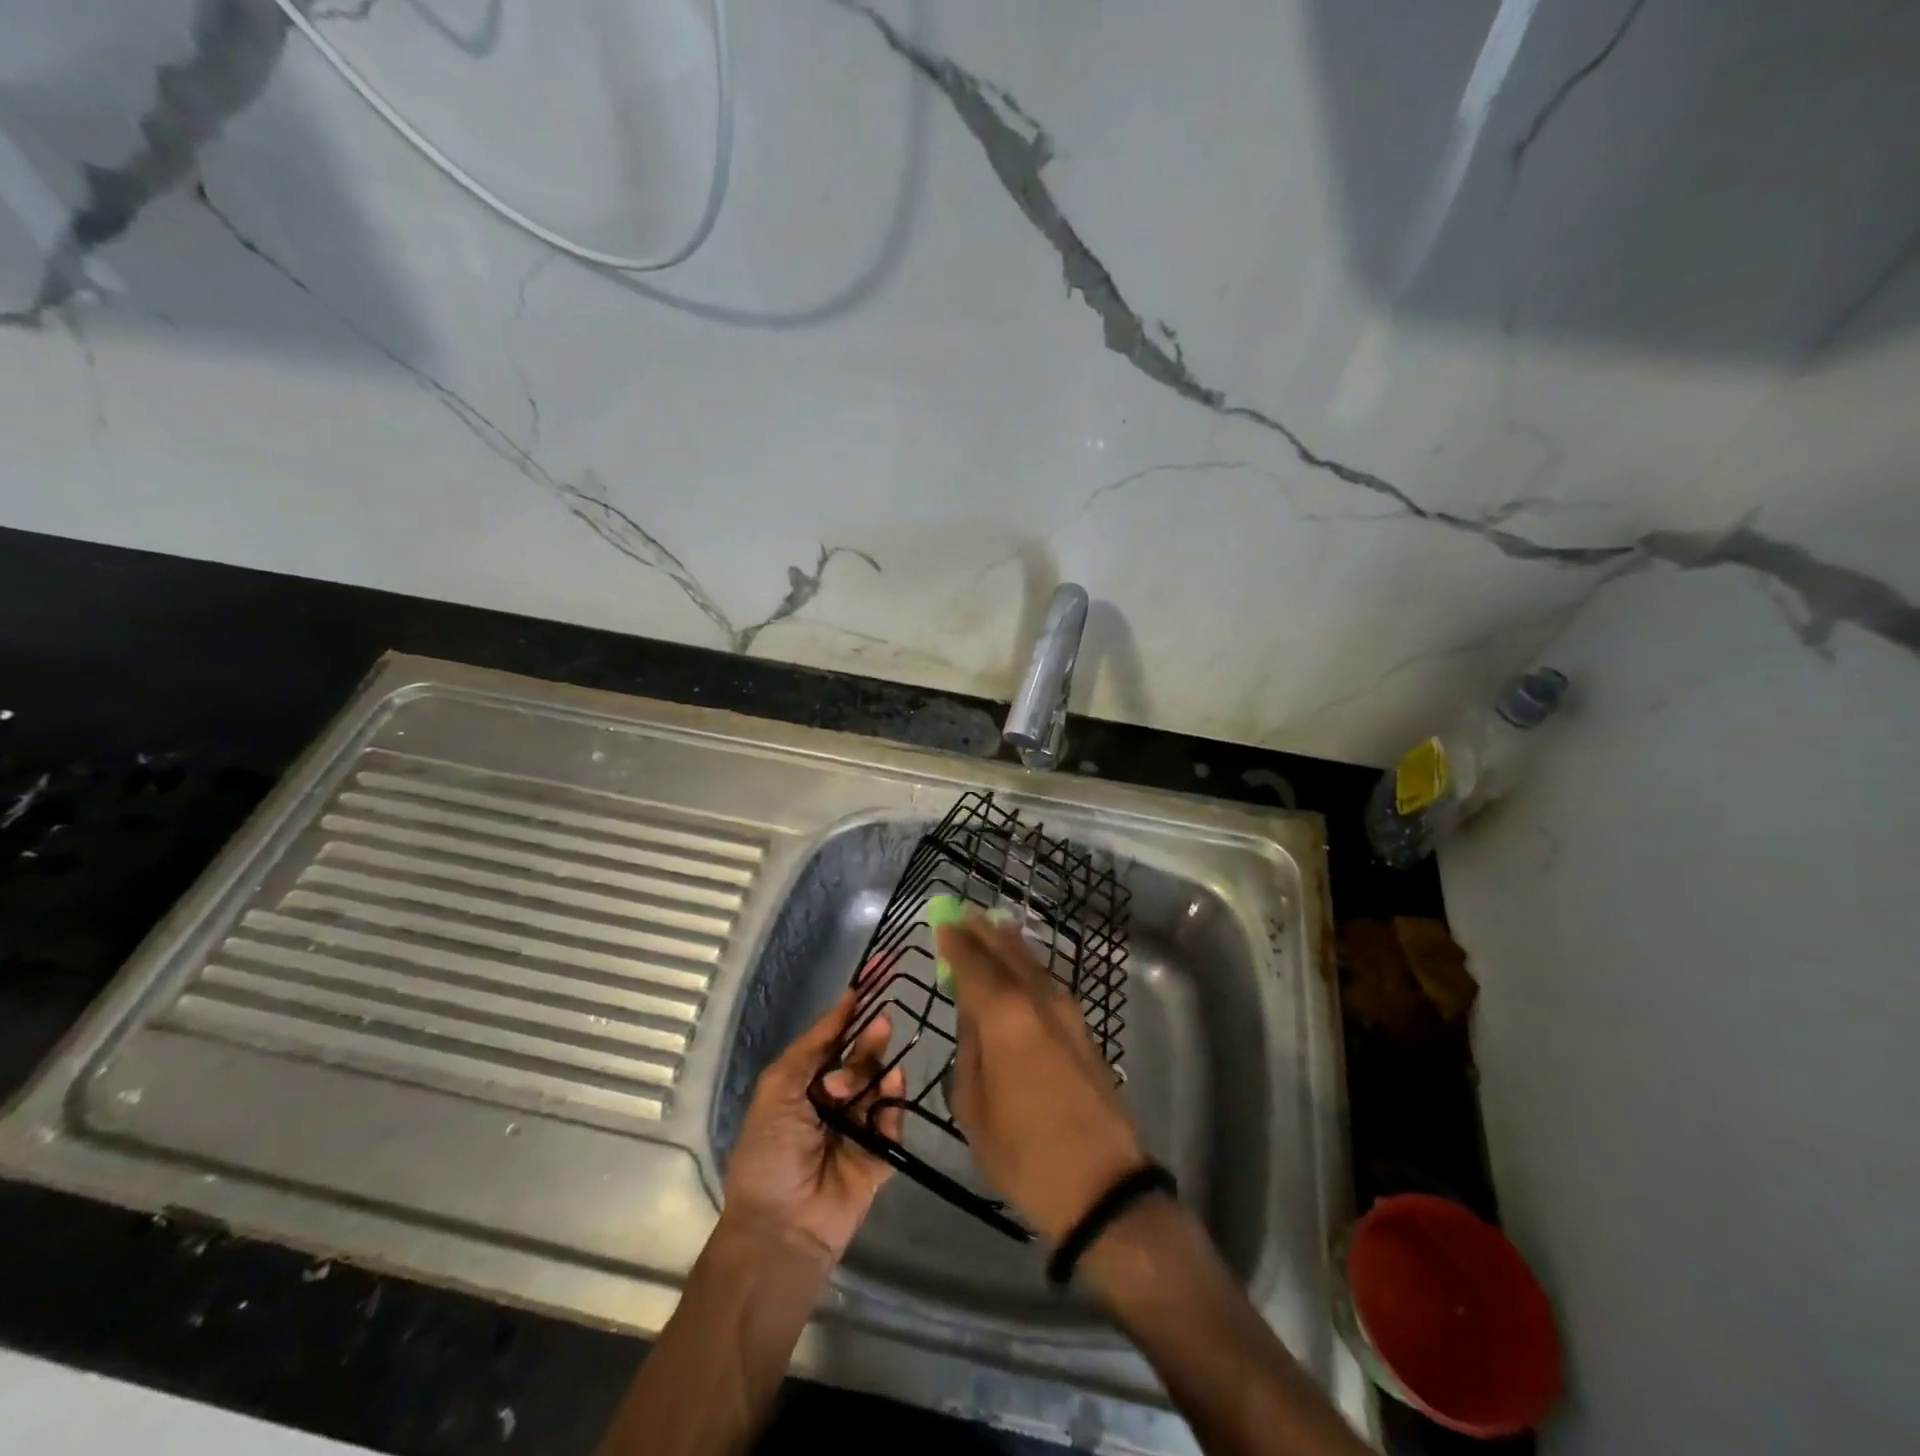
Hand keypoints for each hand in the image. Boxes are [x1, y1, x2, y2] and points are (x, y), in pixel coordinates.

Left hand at [723, 991, 904, 1260]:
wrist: (782, 1228)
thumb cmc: (771, 1151)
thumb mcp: (779, 1087)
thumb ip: (814, 1044)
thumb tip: (846, 1000)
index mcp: (804, 1085)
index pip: (832, 1042)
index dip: (849, 1016)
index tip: (871, 987)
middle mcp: (833, 1101)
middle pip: (860, 1059)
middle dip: (869, 1042)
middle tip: (882, 1025)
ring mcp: (858, 1128)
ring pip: (880, 1085)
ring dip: (880, 1072)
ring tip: (879, 1074)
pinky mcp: (880, 1154)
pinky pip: (893, 1120)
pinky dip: (893, 1105)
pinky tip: (889, 1096)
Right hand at [937, 913, 1146, 1243]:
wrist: (1101, 1185)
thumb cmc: (1024, 1152)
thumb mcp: (974, 1106)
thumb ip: (970, 1049)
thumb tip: (971, 1014)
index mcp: (1004, 1014)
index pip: (973, 963)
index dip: (955, 942)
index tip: (941, 921)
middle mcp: (1037, 999)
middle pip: (1006, 953)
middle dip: (983, 932)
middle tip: (964, 912)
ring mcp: (1066, 1011)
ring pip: (1032, 963)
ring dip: (1009, 944)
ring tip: (993, 926)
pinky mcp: (1083, 1028)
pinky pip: (1047, 981)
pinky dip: (1029, 966)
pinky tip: (1022, 966)